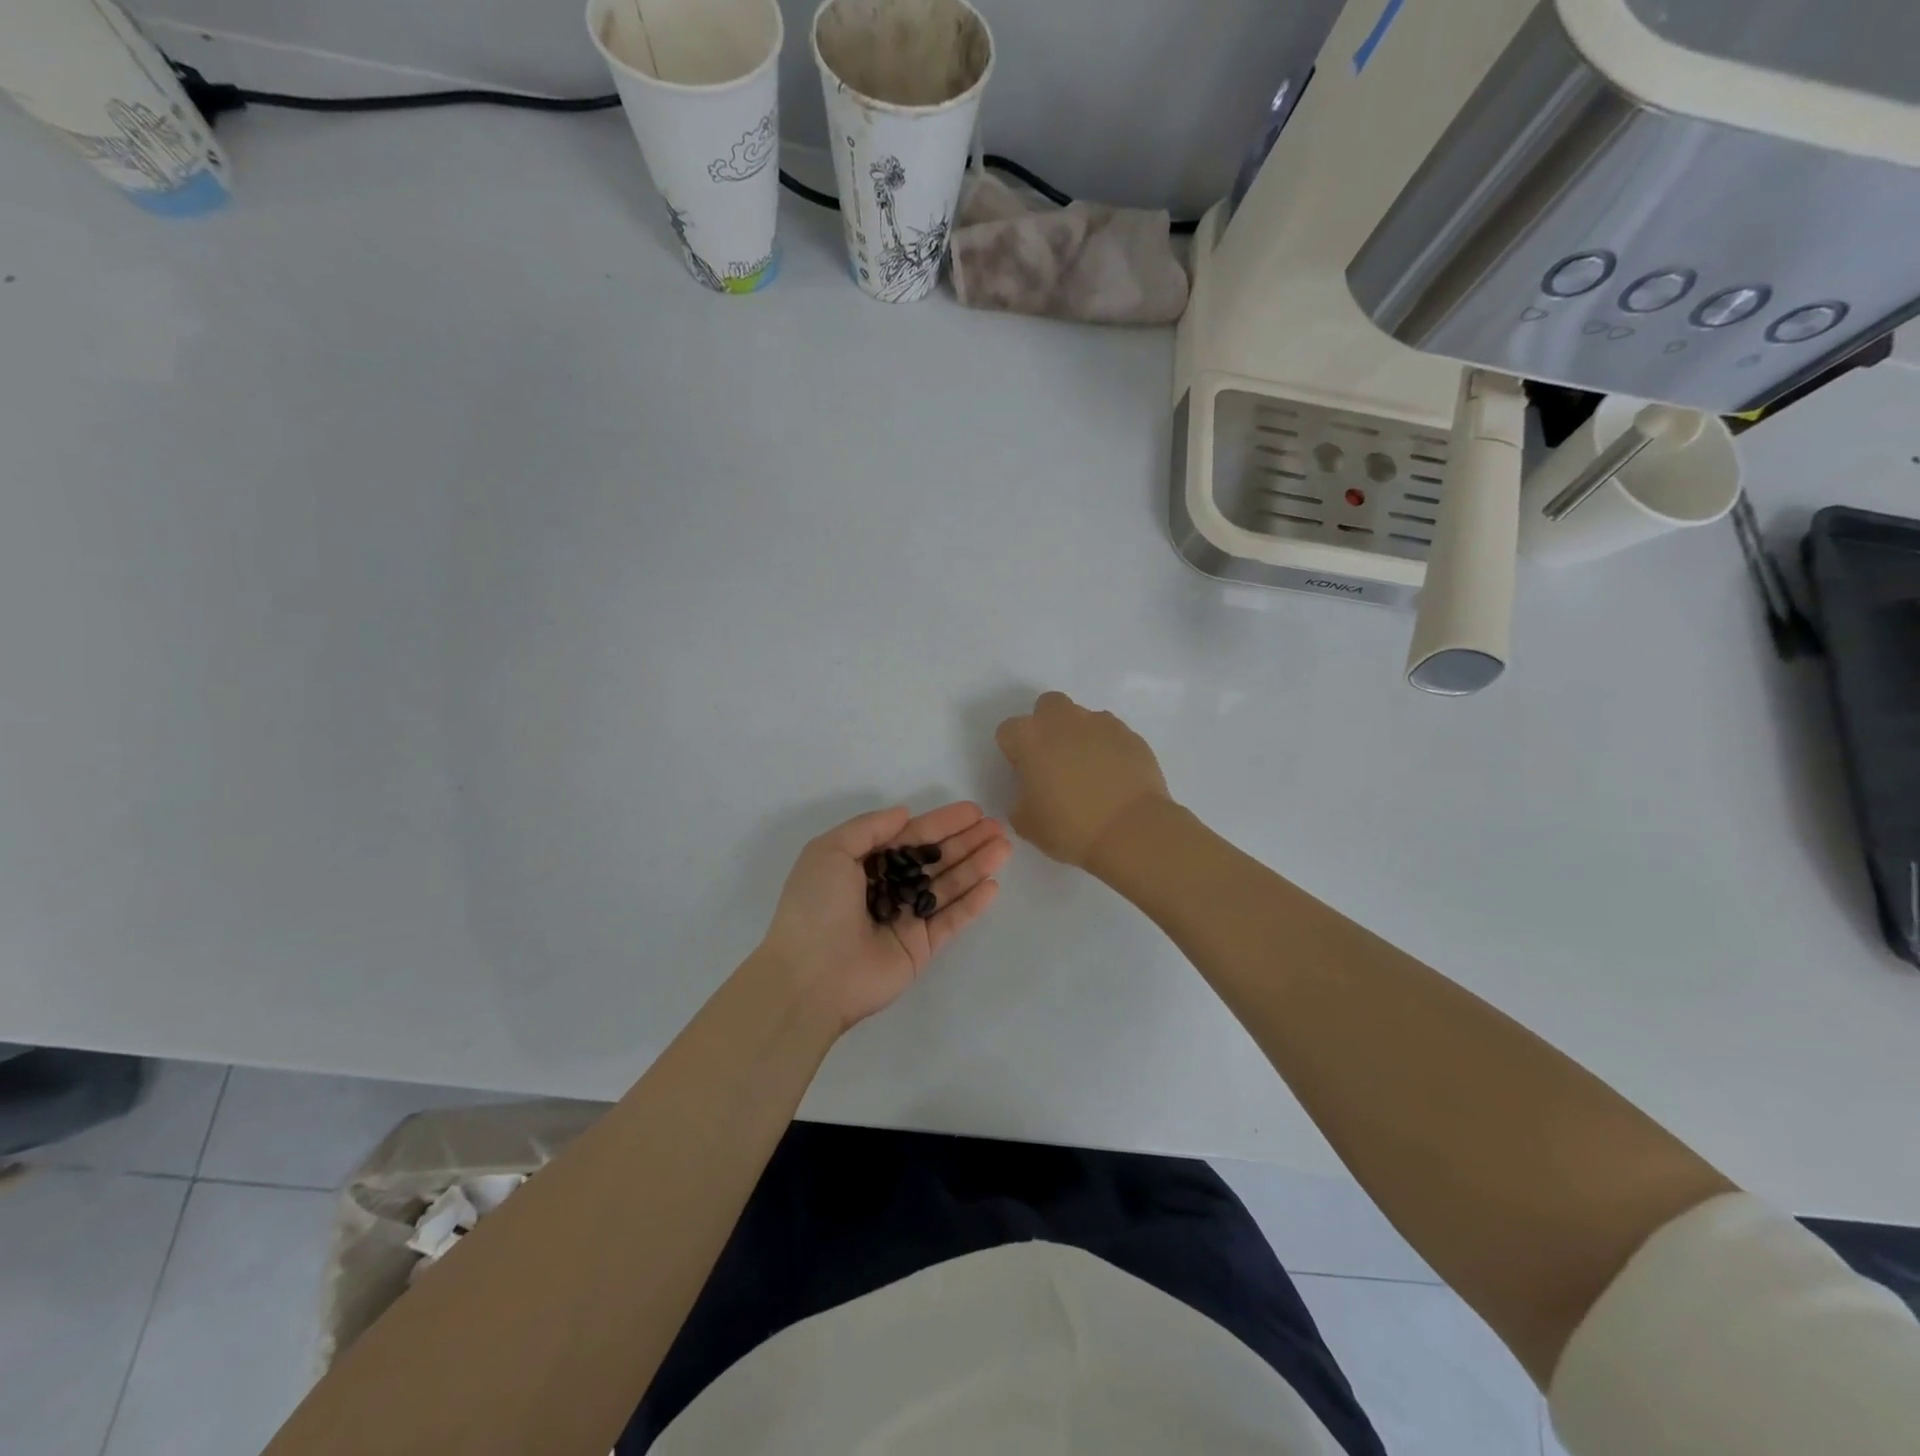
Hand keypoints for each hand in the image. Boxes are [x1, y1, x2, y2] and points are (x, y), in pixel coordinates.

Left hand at [759, 801, 1011, 1030]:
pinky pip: (950, 921)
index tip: (973, 811)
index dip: (941, 823)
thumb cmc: (815, 906)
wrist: (810, 977)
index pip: (909, 837)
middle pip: (934, 860)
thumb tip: (905, 814)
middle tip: (998, 827)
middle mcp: (886, 888)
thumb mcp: (830, 851)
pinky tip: (992, 885)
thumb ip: (870, 828)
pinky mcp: (920, 948)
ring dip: (975, 866)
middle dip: (965, 842)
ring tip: (1004, 847)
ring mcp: (905, 919)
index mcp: (863, 865)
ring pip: (947, 887)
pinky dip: (971, 904)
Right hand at [994, 692, 1171, 869]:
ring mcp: (1101, 723)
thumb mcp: (1026, 824)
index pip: (1008, 731)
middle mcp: (1063, 720)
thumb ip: (1019, 800)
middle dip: (1047, 726)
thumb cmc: (1070, 828)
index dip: (1014, 752)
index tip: (1025, 774)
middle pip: (1047, 707)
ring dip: (1079, 736)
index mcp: (1030, 737)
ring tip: (1090, 771)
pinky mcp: (1130, 735)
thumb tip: (1030, 793)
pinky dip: (1108, 748)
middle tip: (1055, 760)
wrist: (1131, 831)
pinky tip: (1114, 776)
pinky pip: (1111, 734)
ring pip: (1082, 718)